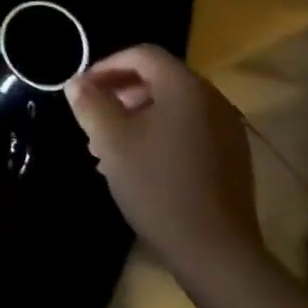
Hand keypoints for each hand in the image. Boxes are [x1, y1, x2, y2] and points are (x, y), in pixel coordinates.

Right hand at [64, 44, 261, 287]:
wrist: (216, 252)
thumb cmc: (158, 185)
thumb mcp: (112, 141)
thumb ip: (91, 104)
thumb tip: (76, 83)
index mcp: (185, 87)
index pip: (142, 55)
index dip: (106, 65)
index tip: (82, 89)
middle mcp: (212, 100)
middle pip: (159, 79)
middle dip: (119, 93)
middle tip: (92, 118)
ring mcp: (227, 130)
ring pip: (172, 107)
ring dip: (136, 116)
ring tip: (107, 146)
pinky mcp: (231, 158)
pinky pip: (188, 130)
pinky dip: (159, 134)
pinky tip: (137, 165)